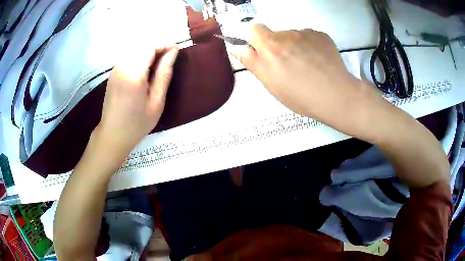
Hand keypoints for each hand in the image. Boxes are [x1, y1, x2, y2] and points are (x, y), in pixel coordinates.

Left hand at [95, 46, 178, 161]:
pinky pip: (128, 55)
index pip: (149, 47)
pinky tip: (146, 67)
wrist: (113, 134)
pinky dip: (139, 55)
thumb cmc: (137, 123)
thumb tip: (172, 53)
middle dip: (157, 46)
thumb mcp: (156, 102)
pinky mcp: (113, 72)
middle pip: (141, 44)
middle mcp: (122, 67)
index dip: (164, 44)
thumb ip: (164, 75)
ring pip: (134, 48)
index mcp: (133, 75)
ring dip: (148, 50)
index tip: (176, 50)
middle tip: (169, 57)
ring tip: (159, 62)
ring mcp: (115, 69)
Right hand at [231, 25, 384, 139]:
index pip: (253, 29)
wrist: (336, 95)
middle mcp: (287, 33)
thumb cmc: (299, 94)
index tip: (263, 54)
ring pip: (294, 37)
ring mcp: (307, 33)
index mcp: (270, 44)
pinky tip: (318, 62)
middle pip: (276, 35)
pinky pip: (310, 37)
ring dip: (295, 47)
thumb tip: (237, 47)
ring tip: (307, 67)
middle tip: (288, 67)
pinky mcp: (322, 36)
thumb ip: (251, 61)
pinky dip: (310, 46)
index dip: (255, 39)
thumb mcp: (269, 82)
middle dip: (277, 47)